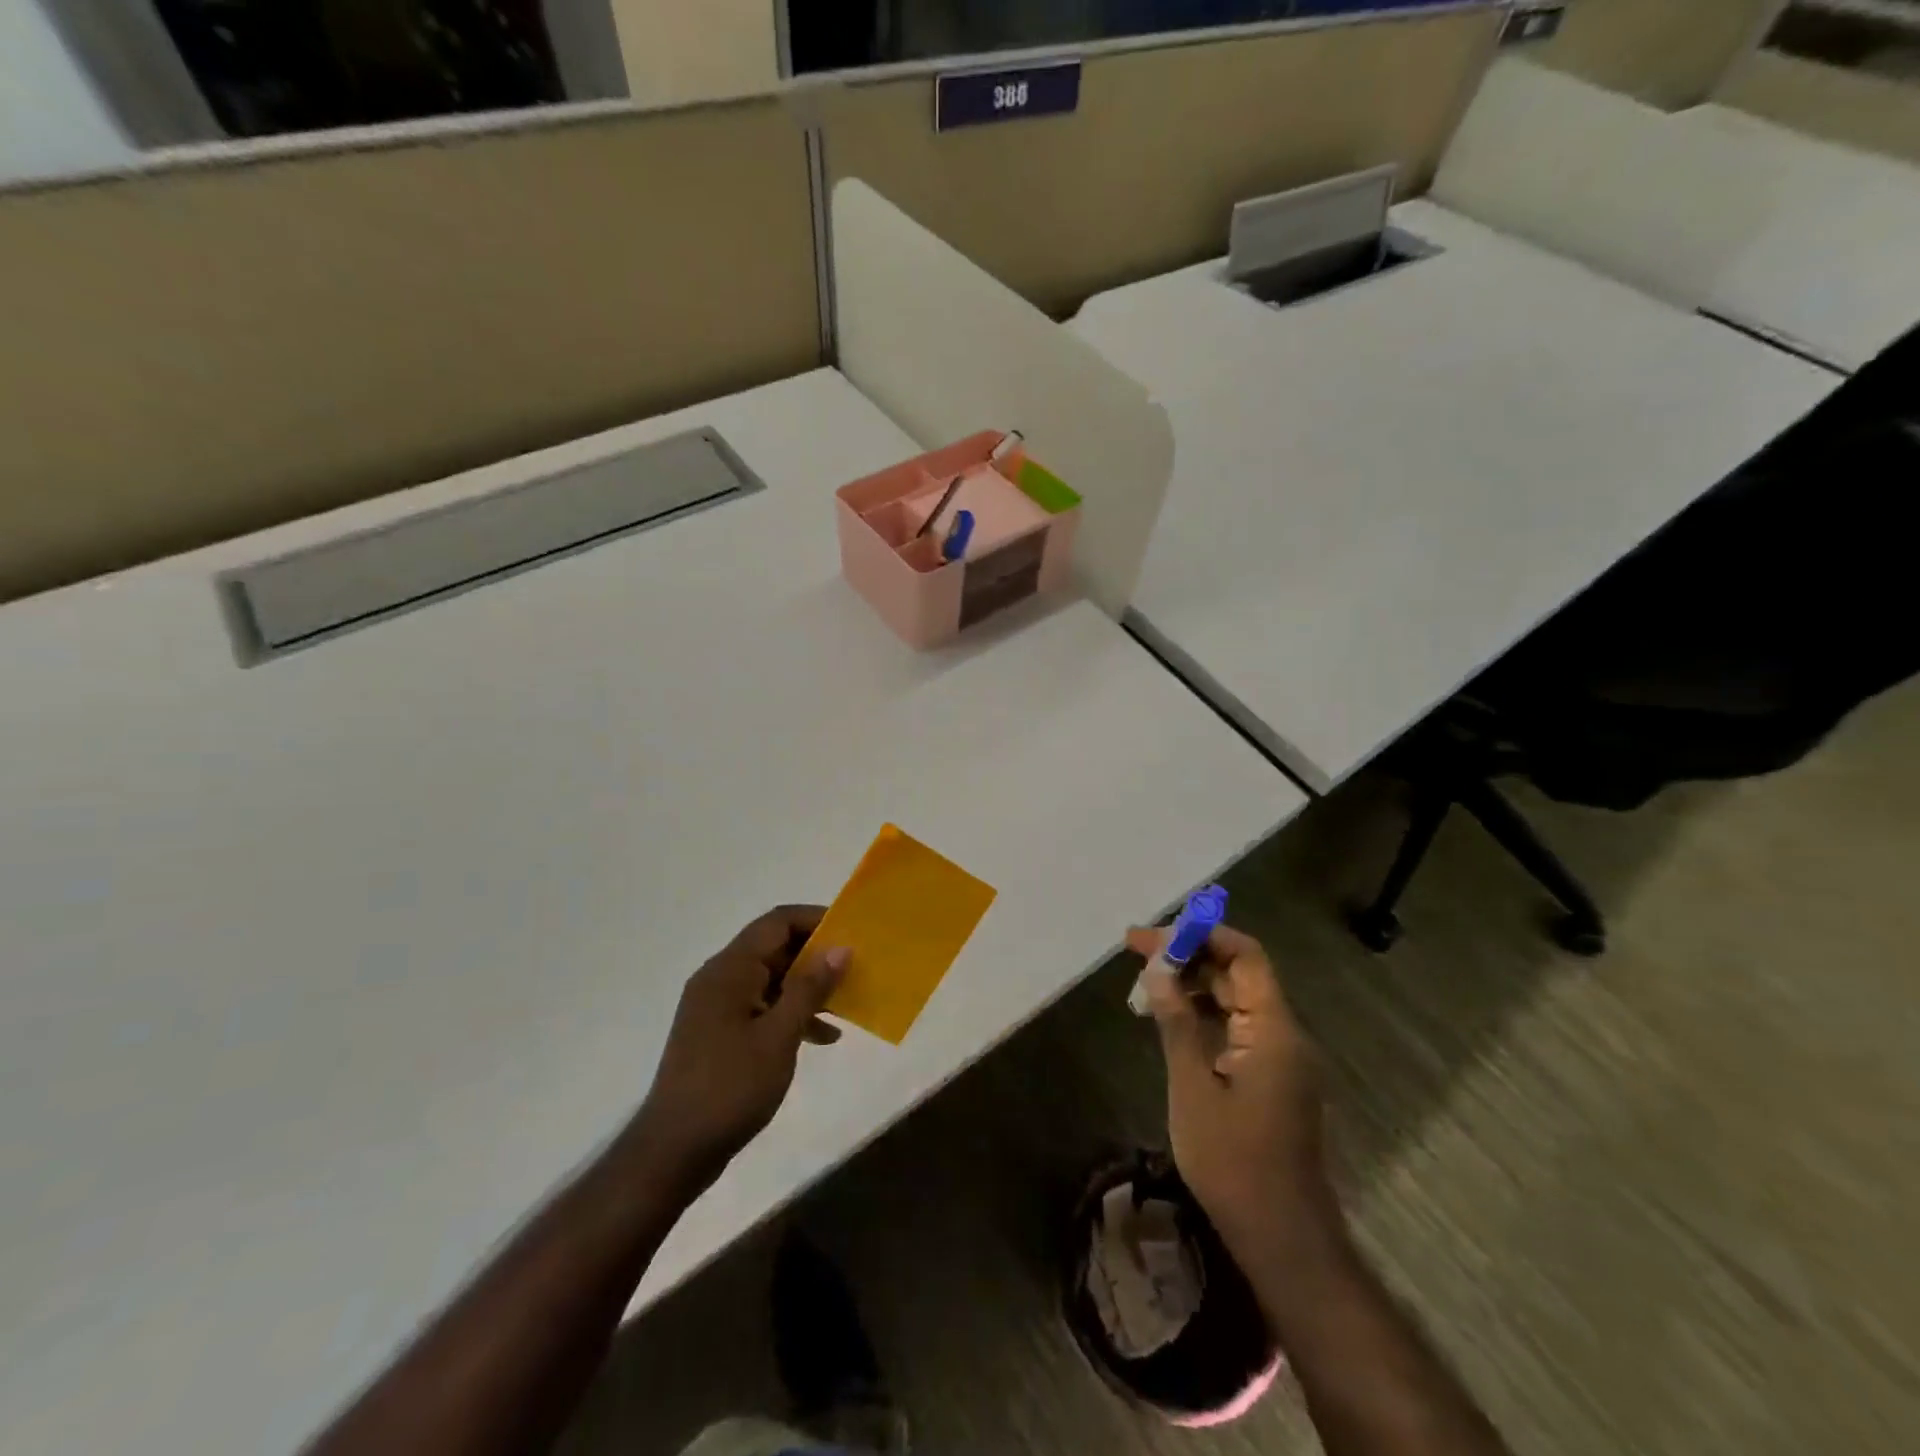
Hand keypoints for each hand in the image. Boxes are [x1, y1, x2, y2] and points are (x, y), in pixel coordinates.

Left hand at [630, 906, 847, 1192]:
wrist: (674, 1151)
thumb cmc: (729, 1087)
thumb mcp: (778, 1037)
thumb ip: (809, 989)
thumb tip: (840, 948)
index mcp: (730, 970)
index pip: (777, 922)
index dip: (816, 919)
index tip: (852, 931)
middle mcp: (721, 978)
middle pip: (775, 948)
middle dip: (817, 954)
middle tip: (857, 966)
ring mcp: (718, 1007)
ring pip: (772, 979)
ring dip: (808, 986)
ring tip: (847, 1000)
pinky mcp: (720, 1034)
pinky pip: (763, 1007)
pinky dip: (792, 1013)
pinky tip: (823, 1036)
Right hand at [1127, 923, 1336, 1249]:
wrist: (1281, 1236)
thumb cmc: (1233, 1162)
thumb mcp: (1193, 1087)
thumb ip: (1177, 1023)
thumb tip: (1157, 969)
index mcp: (1274, 1030)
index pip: (1245, 955)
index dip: (1201, 935)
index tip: (1153, 935)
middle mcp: (1284, 1034)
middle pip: (1238, 973)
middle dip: (1189, 955)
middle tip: (1136, 951)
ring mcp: (1279, 1057)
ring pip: (1236, 999)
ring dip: (1193, 984)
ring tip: (1145, 982)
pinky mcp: (1271, 1077)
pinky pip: (1237, 1026)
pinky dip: (1203, 1013)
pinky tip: (1169, 1017)